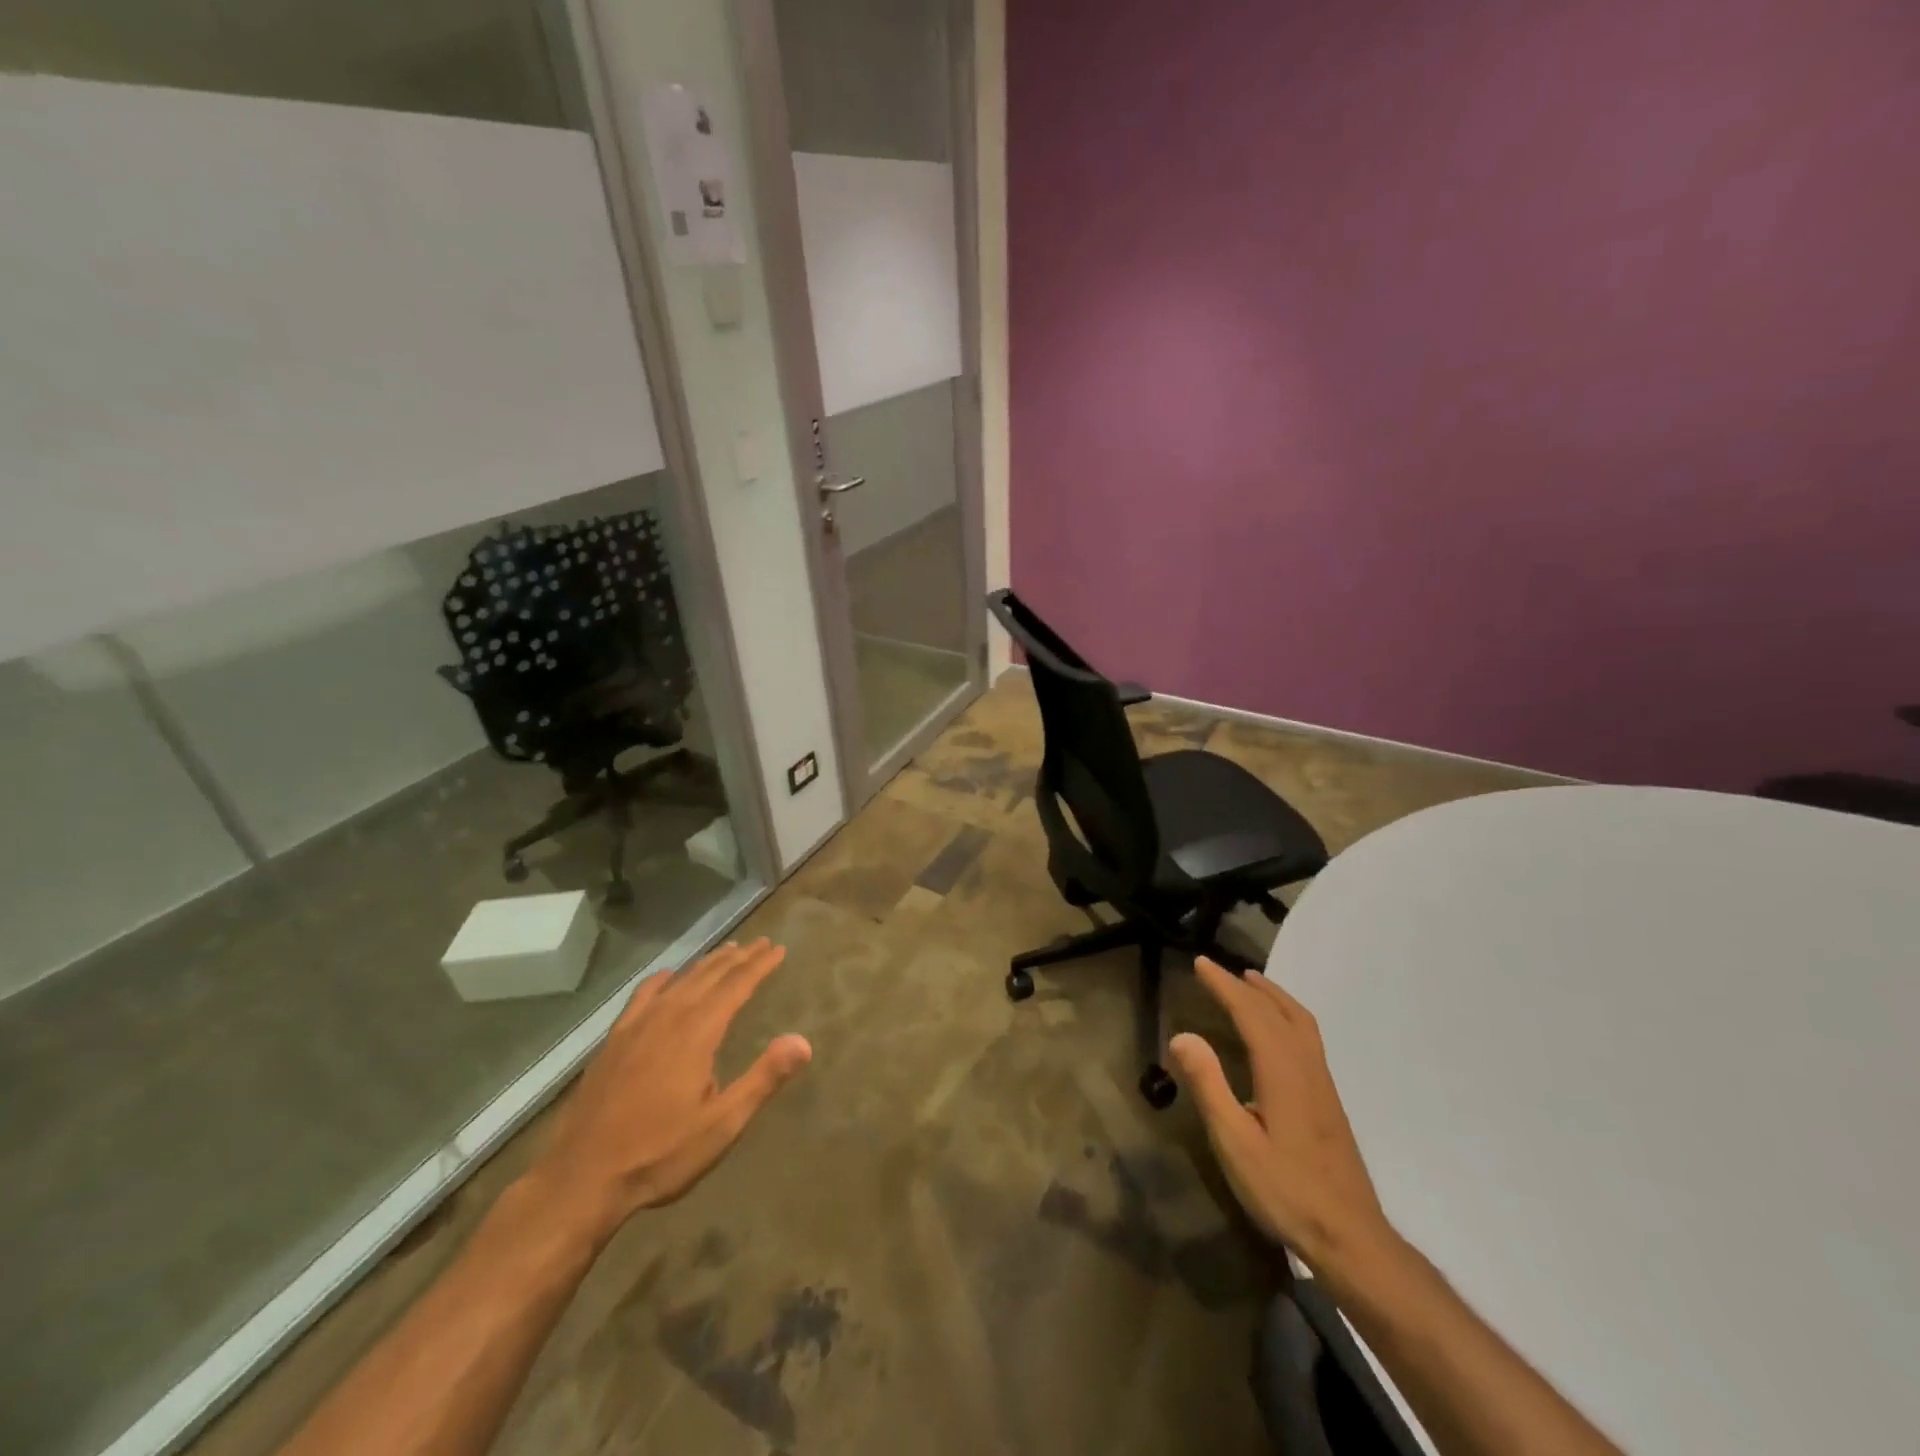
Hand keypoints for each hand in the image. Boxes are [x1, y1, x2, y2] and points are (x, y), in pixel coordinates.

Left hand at [533, 939, 810, 1236]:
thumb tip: (803, 1041)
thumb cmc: (659, 1155)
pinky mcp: (613, 1041)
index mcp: (697, 1033)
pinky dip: (663, 979)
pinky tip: (668, 978)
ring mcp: (635, 1027)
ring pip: (679, 981)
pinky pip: (643, 995)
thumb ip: (763, 1079)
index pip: (736, 986)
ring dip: (706, 964)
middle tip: (760, 944)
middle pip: (709, 976)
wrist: (580, 1180)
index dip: (759, 966)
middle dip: (738, 958)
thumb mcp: (722, 1125)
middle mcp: (667, 1018)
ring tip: (727, 952)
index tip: (778, 949)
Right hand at [1169, 957, 1391, 1272]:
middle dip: (1245, 985)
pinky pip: (1307, 1037)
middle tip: (1217, 968)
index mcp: (1282, 1071)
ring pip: (1300, 1022)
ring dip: (1273, 996)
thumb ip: (1209, 1086)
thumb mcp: (1235, 1142)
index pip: (1250, 1012)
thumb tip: (1182, 1035)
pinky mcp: (1329, 1101)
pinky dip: (1287, 1015)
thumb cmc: (1286, 1191)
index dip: (1224, 985)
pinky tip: (1277, 1032)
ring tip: (1250, 984)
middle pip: (1278, 1011)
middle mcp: (1306, 1067)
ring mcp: (1322, 1084)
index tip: (1200, 963)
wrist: (1352, 1238)